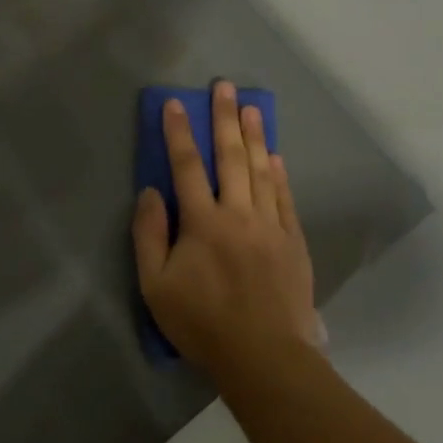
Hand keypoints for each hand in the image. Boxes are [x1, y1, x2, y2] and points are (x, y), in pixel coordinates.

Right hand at [131, 82, 316, 379]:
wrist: (264, 356)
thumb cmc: (202, 323)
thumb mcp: (156, 286)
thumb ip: (149, 236)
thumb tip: (150, 192)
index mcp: (203, 223)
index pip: (186, 167)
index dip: (178, 134)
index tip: (175, 104)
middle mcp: (239, 214)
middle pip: (231, 158)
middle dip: (224, 119)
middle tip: (224, 86)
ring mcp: (271, 226)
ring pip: (262, 171)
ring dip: (255, 137)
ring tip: (251, 108)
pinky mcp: (293, 242)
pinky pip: (285, 199)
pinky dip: (279, 175)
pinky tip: (275, 157)